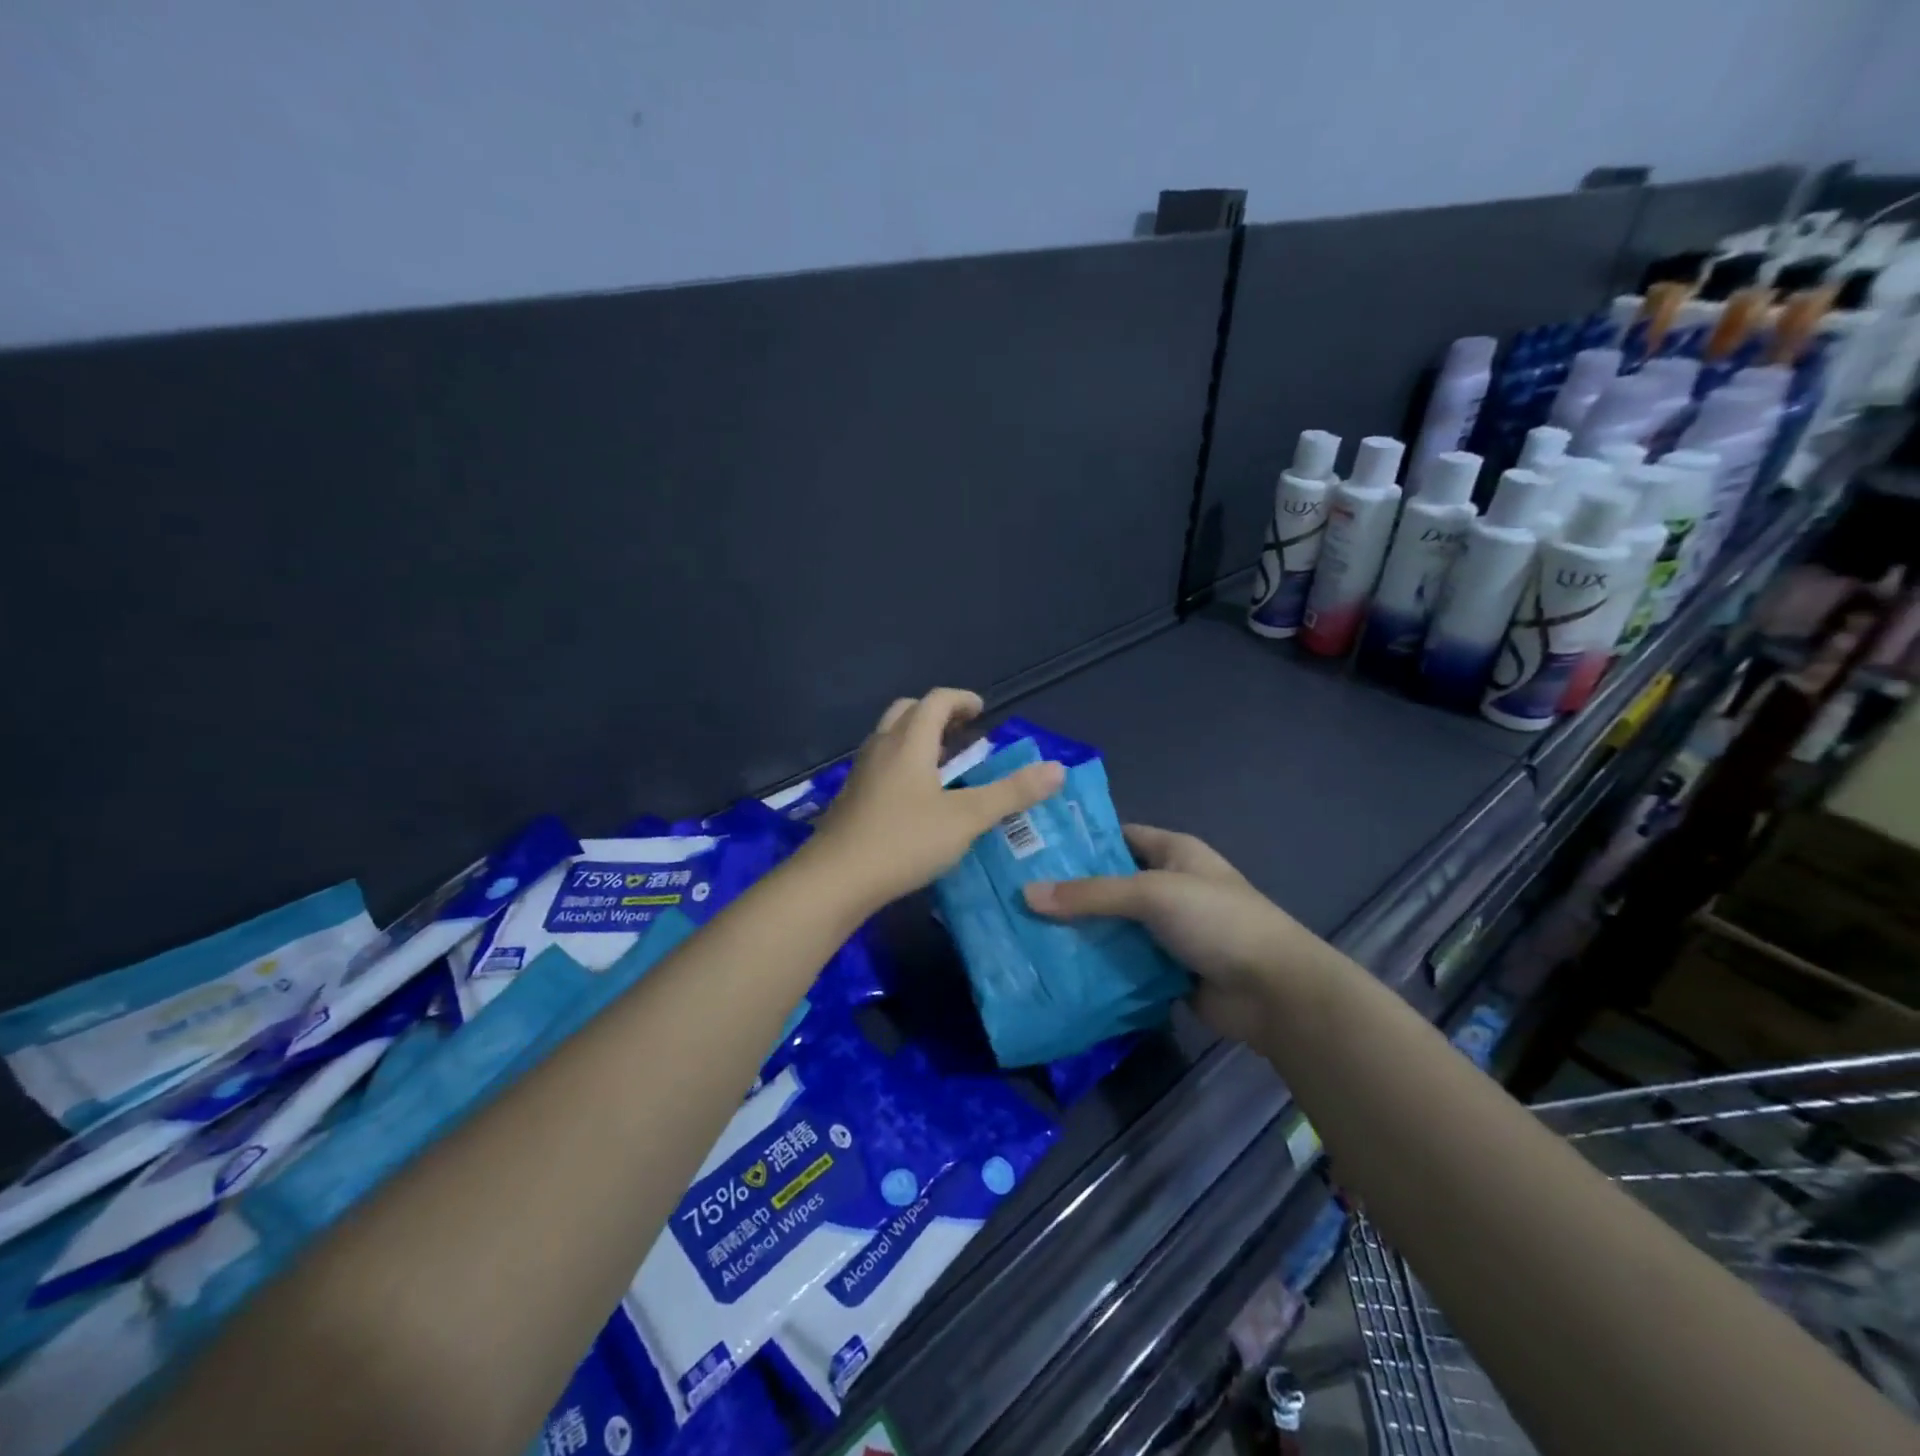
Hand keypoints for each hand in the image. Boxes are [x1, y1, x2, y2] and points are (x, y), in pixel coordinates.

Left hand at [811, 689, 1064, 909]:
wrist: (834, 879)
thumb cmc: (904, 841)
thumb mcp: (966, 819)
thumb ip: (1011, 793)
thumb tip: (1057, 769)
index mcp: (909, 742)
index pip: (937, 700)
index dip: (962, 700)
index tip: (982, 711)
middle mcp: (881, 747)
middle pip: (908, 711)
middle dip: (937, 714)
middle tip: (963, 733)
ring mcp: (861, 772)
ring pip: (890, 737)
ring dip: (917, 738)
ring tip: (943, 764)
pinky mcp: (851, 797)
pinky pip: (880, 763)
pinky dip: (902, 762)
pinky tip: (915, 797)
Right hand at [1023, 824, 1332, 1043]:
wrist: (1274, 990)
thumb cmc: (1217, 920)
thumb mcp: (1152, 894)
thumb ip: (1091, 895)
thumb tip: (1027, 895)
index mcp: (1174, 852)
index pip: (1118, 836)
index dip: (1080, 841)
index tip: (1033, 849)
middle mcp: (1170, 886)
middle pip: (1111, 884)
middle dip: (1071, 893)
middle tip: (1017, 897)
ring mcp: (1169, 930)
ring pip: (1114, 926)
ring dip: (1081, 932)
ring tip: (1026, 934)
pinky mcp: (1167, 969)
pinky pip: (1124, 961)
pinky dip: (1098, 965)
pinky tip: (1058, 968)